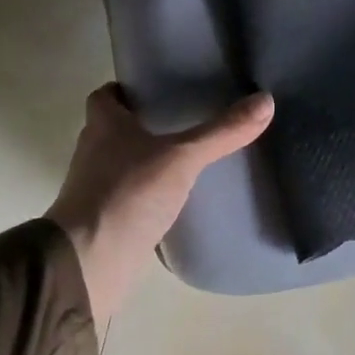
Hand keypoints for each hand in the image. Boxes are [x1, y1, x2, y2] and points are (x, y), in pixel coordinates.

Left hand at [46, 85, 273, 321]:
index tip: (157, 89)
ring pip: (122, 163)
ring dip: (146, 160)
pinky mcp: (105, 221)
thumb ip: (222, 132)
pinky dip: (147, 194)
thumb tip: (266, 100)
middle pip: (115, 128)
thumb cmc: (127, 195)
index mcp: (103, 125)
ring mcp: (96, 189)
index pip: (106, 95)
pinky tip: (177, 199)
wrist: (88, 265)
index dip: (127, 90)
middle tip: (185, 119)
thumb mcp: (182, 158)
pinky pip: (129, 197)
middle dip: (144, 124)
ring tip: (187, 158)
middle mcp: (94, 151)